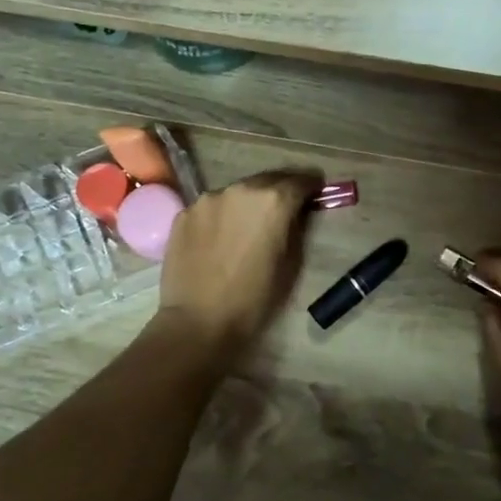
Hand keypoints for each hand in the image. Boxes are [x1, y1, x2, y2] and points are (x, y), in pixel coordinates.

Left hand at [156, 170, 321, 356]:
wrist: (199, 321)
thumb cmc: (255, 298)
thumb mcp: (292, 263)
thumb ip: (297, 228)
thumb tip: (297, 213)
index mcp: (274, 200)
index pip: (301, 180)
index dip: (312, 186)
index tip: (317, 192)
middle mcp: (241, 189)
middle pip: (268, 180)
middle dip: (280, 190)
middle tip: (285, 208)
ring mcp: (208, 199)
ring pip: (237, 192)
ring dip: (248, 203)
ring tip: (248, 226)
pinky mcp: (184, 213)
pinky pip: (212, 208)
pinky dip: (221, 216)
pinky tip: (220, 240)